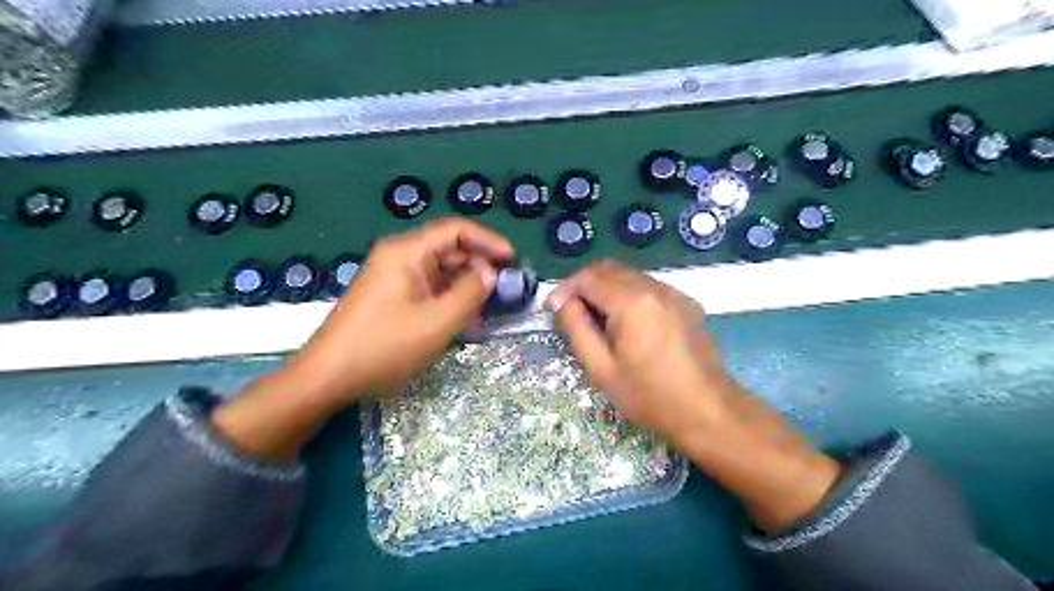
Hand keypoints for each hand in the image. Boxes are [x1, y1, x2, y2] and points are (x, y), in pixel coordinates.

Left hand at [295, 219, 512, 404]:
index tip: (512, 259)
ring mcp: (393, 278)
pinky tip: (465, 318)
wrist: (327, 377)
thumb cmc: (384, 346)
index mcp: (407, 252)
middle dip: (479, 266)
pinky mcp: (391, 297)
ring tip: (489, 307)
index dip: (487, 240)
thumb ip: (470, 293)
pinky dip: (449, 299)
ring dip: (466, 286)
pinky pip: (428, 289)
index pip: (455, 230)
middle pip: (448, 249)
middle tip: (504, 288)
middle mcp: (399, 257)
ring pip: (440, 271)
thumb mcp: (437, 322)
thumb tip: (490, 272)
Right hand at [544, 262, 841, 531]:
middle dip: (583, 285)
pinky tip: (625, 323)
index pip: (588, 277)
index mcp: (632, 301)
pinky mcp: (686, 303)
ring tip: (595, 319)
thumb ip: (577, 329)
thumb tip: (562, 302)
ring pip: (628, 275)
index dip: (564, 289)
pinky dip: (627, 295)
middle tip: (570, 312)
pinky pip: (648, 287)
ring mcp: (674, 293)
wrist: (708, 410)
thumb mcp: (601, 369)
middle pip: (608, 269)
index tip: (552, 309)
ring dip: (605, 289)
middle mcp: (655, 287)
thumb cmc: (649, 396)